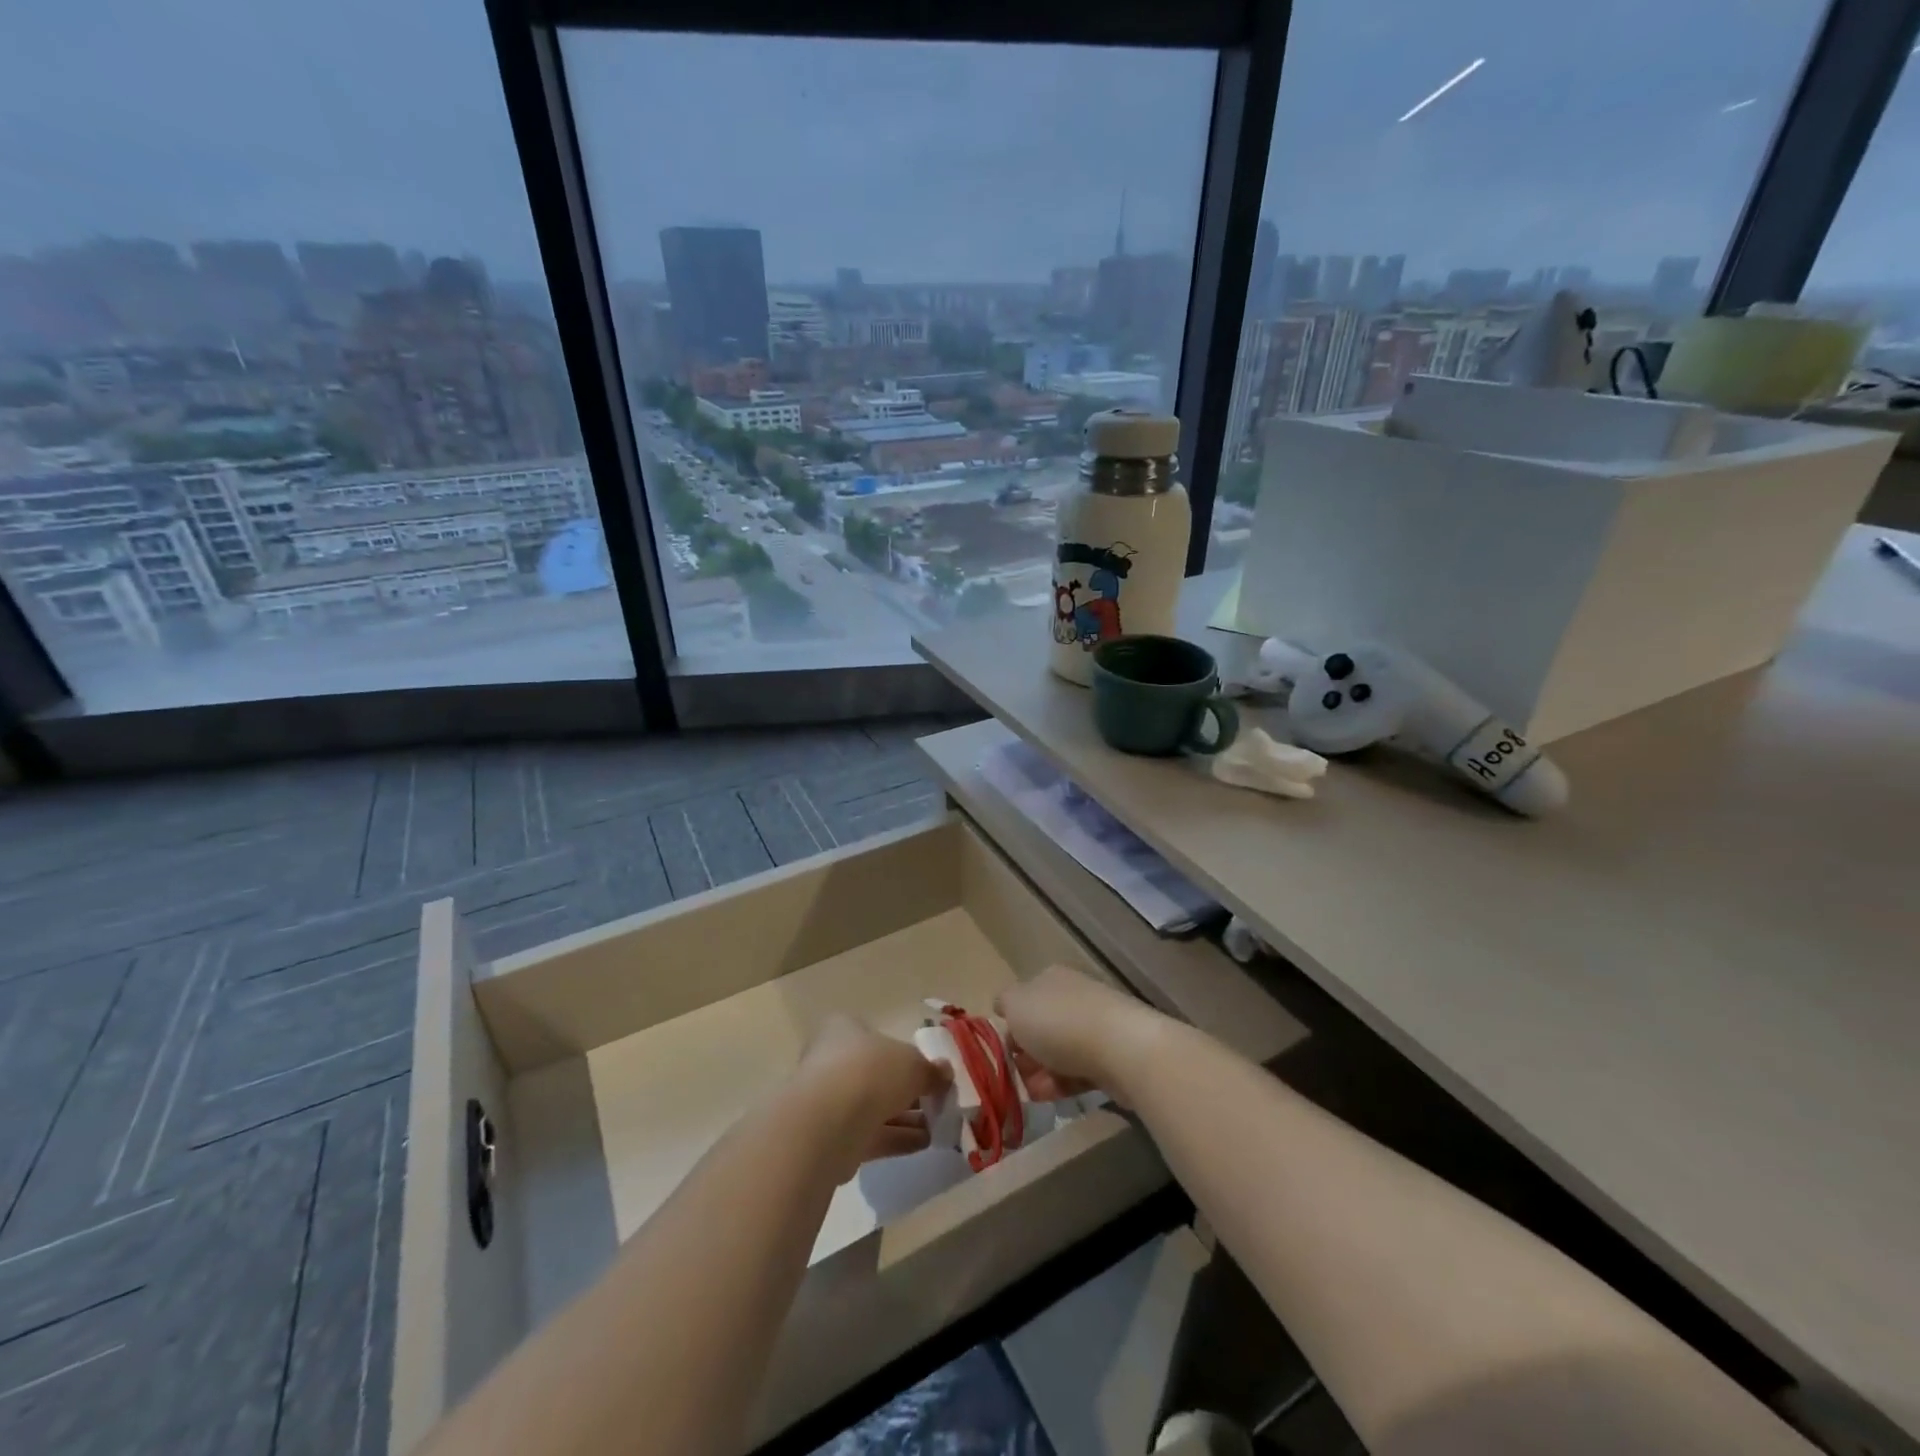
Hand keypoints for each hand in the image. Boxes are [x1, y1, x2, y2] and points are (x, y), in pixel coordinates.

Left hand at [795, 1015, 951, 1178]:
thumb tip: (945, 1072)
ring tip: (938, 1126)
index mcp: (844, 1030)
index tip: (927, 1069)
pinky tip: (924, 1142)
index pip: (875, 1036)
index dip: (903, 1052)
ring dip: (906, 1117)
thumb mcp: (912, 1063)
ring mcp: (830, 1101)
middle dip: (907, 1090)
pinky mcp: (832, 1137)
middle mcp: (832, 1061)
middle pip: (876, 1074)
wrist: (828, 1123)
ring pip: (874, 1106)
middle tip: (936, 1100)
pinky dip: (897, 1138)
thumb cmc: (870, 1071)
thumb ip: (930, 1070)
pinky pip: (871, 1134)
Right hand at [995, 965, 1166, 1104]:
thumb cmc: (1059, 1022)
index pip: (1024, 997)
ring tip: (1029, 1093)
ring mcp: (1095, 1027)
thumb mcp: (1016, 1005)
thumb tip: (1004, 1006)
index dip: (1010, 1023)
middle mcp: (1074, 997)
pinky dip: (1060, 1085)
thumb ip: (1005, 1003)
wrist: (1120, 1048)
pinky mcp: (1110, 1057)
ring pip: (1058, 1052)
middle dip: (1024, 1054)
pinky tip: (1048, 1098)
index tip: (1001, 1049)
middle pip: (1041, 1027)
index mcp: (1051, 979)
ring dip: (1040, 1073)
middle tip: (1014, 1075)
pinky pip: (1078, 1072)